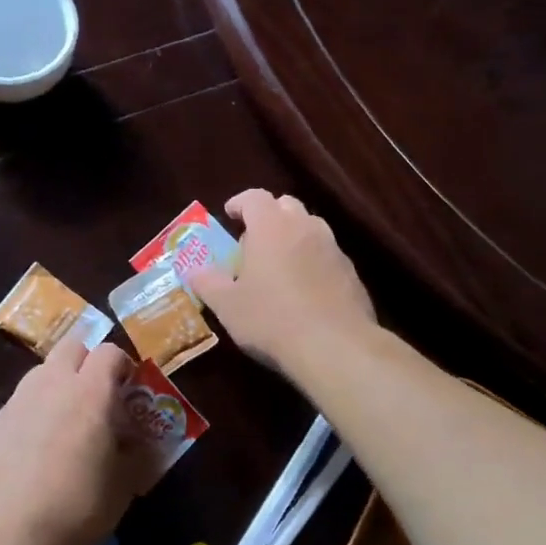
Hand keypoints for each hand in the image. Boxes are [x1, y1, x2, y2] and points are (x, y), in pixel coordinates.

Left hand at [0, 337, 155, 544]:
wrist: (2, 538)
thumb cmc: (74, 509)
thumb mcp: (122, 488)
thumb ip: (136, 456)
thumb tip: (139, 443)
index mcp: (90, 392)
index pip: (110, 352)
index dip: (123, 366)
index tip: (129, 392)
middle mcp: (52, 383)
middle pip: (72, 346)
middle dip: (89, 362)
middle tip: (99, 398)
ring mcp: (18, 400)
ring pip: (44, 371)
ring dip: (60, 384)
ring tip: (67, 424)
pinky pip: (22, 402)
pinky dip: (35, 412)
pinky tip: (36, 451)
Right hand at [188, 188, 375, 375]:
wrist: (335, 347)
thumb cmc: (271, 319)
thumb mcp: (227, 305)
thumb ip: (207, 283)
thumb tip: (193, 271)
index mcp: (271, 226)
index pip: (255, 197)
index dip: (240, 202)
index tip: (230, 215)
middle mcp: (305, 227)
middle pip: (286, 206)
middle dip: (268, 216)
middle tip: (253, 240)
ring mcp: (333, 249)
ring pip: (310, 228)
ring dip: (292, 237)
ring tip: (279, 265)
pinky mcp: (351, 273)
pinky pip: (327, 255)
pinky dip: (313, 261)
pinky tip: (305, 290)